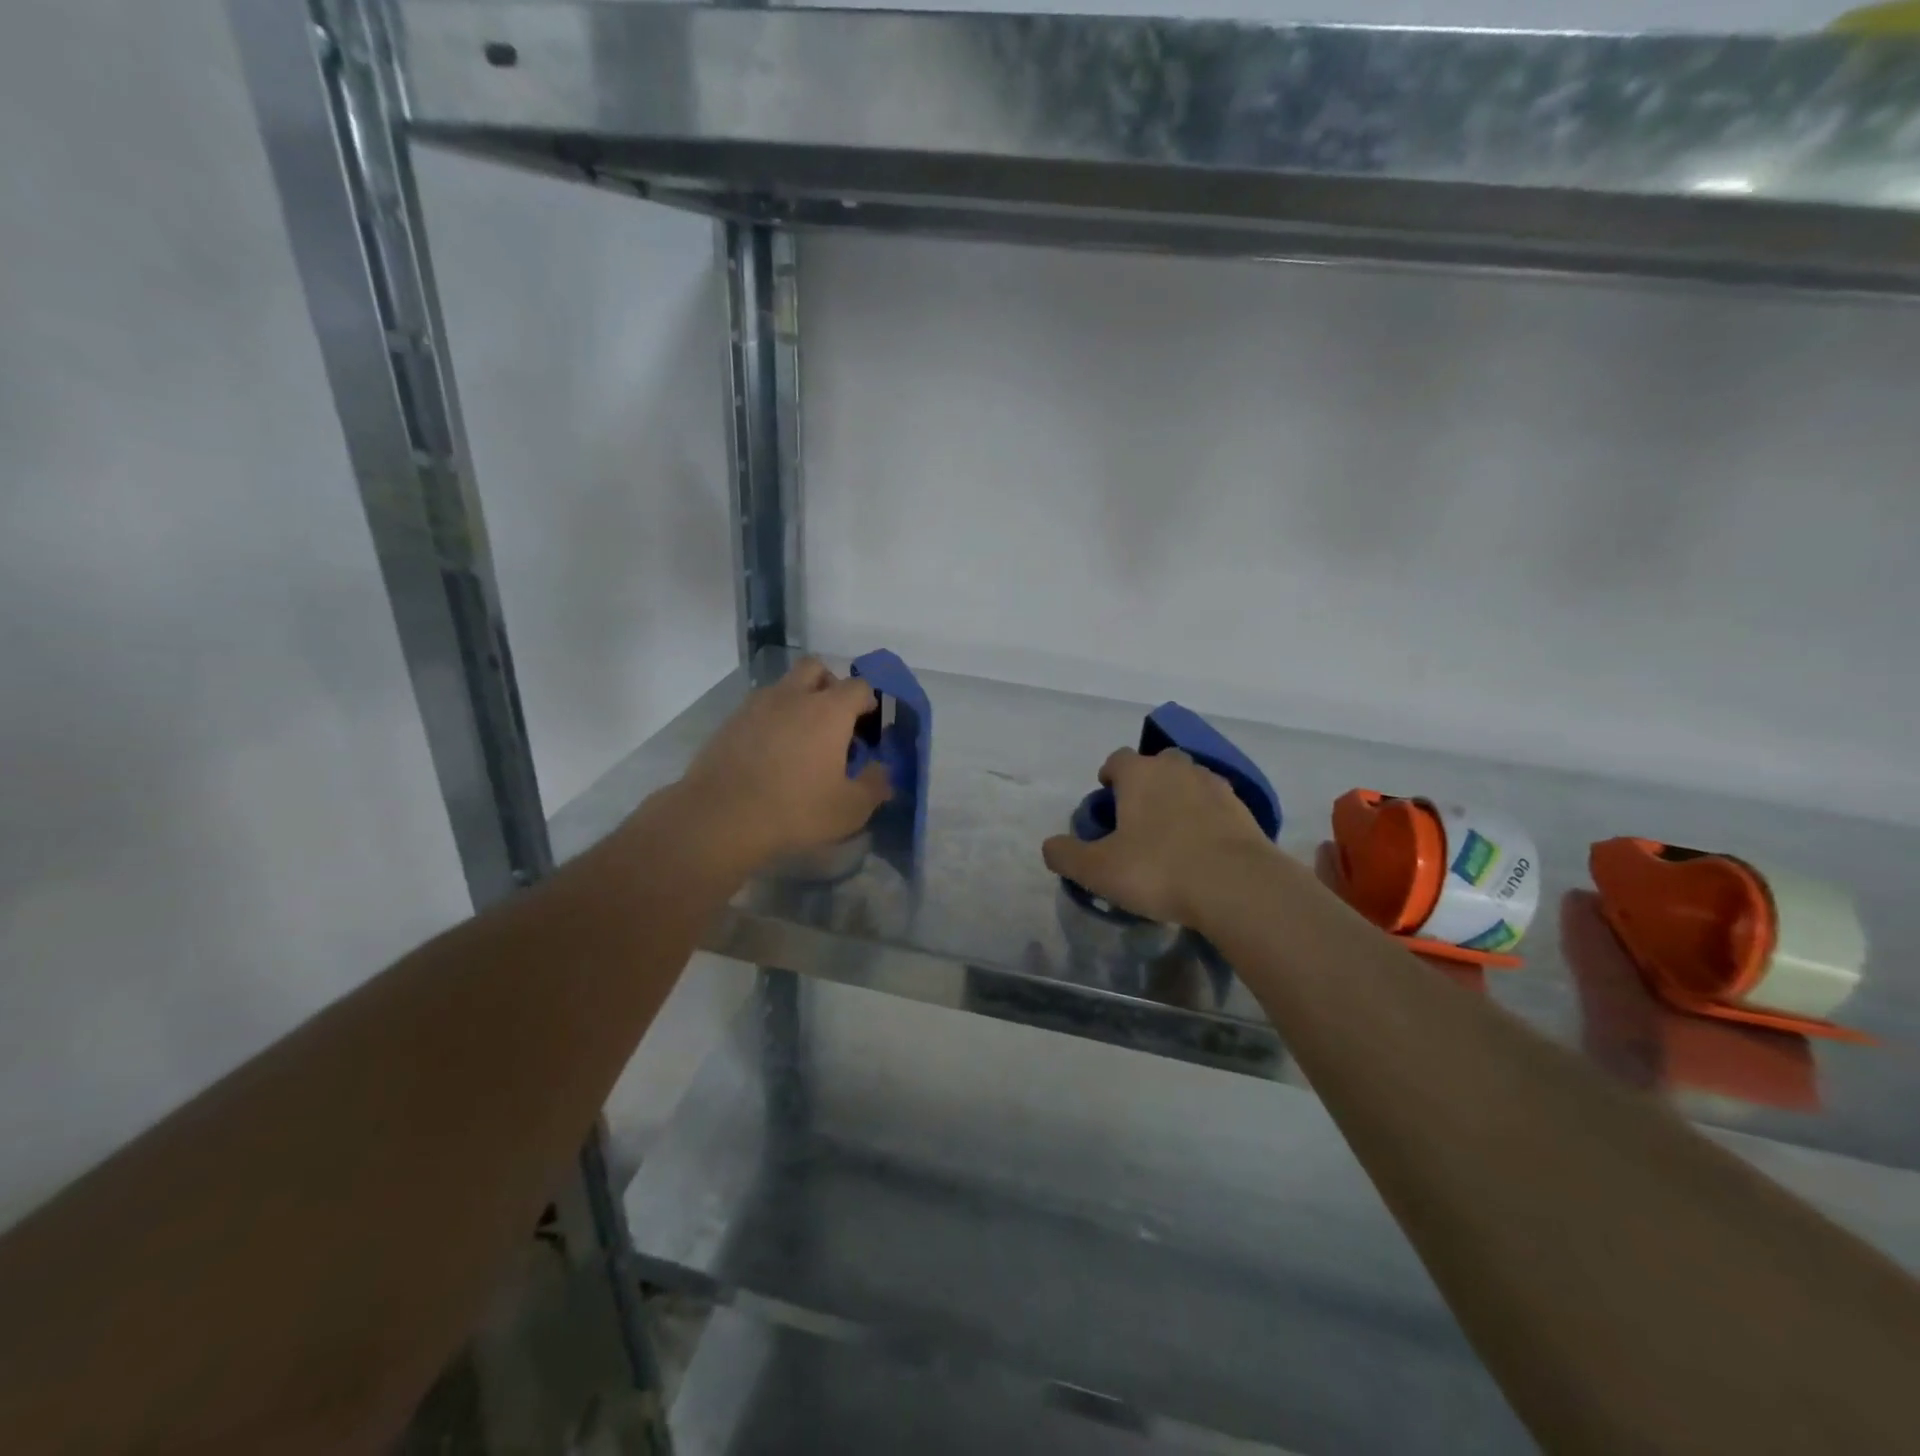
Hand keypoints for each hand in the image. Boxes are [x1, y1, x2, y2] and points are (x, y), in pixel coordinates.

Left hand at [676, 658, 891, 870]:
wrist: (720, 818)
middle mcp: (794, 696)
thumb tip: (883, 771)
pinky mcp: (730, 721)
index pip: (859, 686)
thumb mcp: (850, 808)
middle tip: (834, 720)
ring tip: (801, 739)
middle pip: (816, 669)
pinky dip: (771, 719)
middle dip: (830, 685)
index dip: (869, 701)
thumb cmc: (795, 810)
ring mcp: (757, 705)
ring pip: (785, 685)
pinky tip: (771, 752)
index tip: (868, 727)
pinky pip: (759, 707)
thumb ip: (875, 785)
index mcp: (829, 710)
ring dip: (798, 700)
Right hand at [1042, 748, 1277, 926]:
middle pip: (1157, 764)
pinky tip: (1202, 847)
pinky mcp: (1244, 809)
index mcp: (1140, 774)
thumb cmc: (1158, 870)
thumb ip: (1066, 855)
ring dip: (1178, 798)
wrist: (1237, 886)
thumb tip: (1050, 846)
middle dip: (1146, 783)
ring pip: (1189, 782)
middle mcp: (1177, 769)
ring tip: (1172, 833)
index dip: (1109, 776)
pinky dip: (1206, 817)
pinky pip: (1216, 805)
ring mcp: (1214, 786)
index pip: (1117, 759)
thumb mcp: (1098, 870)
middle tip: (1138, 817)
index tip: (1106, 799)